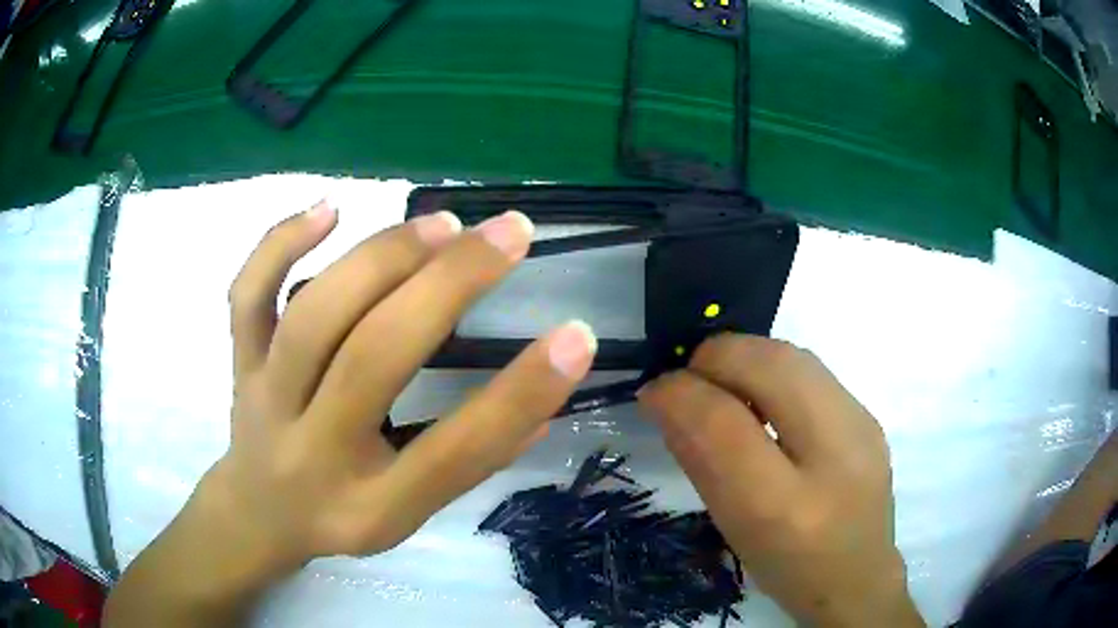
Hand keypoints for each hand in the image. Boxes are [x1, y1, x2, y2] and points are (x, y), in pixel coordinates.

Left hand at [103, 202, 597, 626]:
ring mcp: (264, 399)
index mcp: (369, 507)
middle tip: (510, 233)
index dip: (520, 393)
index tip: (575, 334)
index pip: (452, 453)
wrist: (256, 514)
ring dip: (381, 259)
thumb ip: (472, 459)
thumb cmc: (340, 517)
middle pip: (373, 360)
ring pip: (312, 316)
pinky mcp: (239, 362)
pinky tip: (330, 208)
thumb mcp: (409, 515)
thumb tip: (544, 394)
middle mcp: (311, 452)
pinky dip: (279, 243)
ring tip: (443, 224)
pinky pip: (248, 295)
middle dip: (449, 286)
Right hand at [639, 335, 922, 627]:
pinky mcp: (868, 412)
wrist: (859, 576)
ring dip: (745, 358)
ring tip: (724, 388)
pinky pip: (810, 369)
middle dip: (715, 358)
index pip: (724, 424)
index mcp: (787, 507)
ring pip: (792, 354)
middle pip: (769, 364)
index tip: (654, 391)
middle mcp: (836, 453)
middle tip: (689, 382)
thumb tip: (666, 400)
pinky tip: (765, 400)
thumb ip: (700, 462)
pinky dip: (772, 370)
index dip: (680, 392)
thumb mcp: (734, 528)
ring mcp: (862, 423)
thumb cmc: (787, 568)